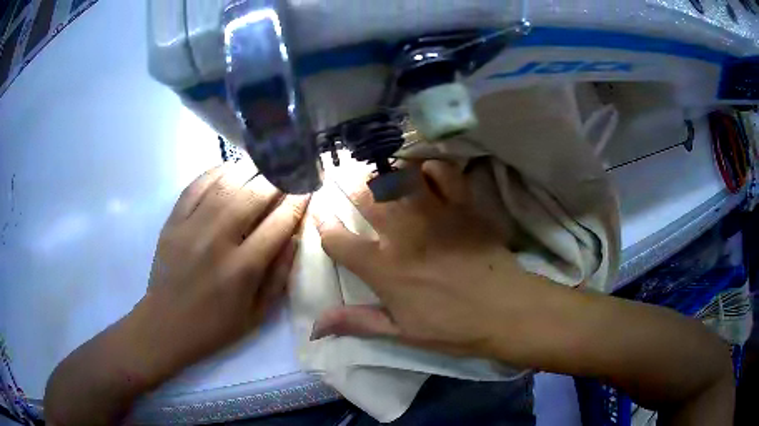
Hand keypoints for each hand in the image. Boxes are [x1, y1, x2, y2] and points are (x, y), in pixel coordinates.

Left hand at [142, 163, 309, 373]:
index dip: (298, 201)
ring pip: (225, 184)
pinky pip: (195, 186)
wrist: (166, 325)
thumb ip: (279, 276)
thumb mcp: (257, 314)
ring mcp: (191, 228)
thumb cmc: (215, 326)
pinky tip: (229, 168)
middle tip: (290, 167)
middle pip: (253, 196)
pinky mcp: (173, 222)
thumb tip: (295, 237)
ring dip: (249, 168)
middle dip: (277, 178)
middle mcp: (217, 241)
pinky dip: (215, 172)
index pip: (278, 224)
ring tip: (265, 161)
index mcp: (242, 269)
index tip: (309, 186)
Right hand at [312, 160, 539, 358]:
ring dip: (385, 173)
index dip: (325, 228)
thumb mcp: (401, 333)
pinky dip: (430, 168)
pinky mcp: (461, 205)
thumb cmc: (452, 327)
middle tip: (349, 184)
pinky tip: (426, 175)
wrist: (505, 310)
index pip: (337, 240)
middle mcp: (402, 234)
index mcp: (383, 268)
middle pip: (364, 196)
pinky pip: (441, 171)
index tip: (324, 220)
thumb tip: (315, 327)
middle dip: (350, 186)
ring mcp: (434, 214)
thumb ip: (356, 322)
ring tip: (381, 176)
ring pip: (398, 177)